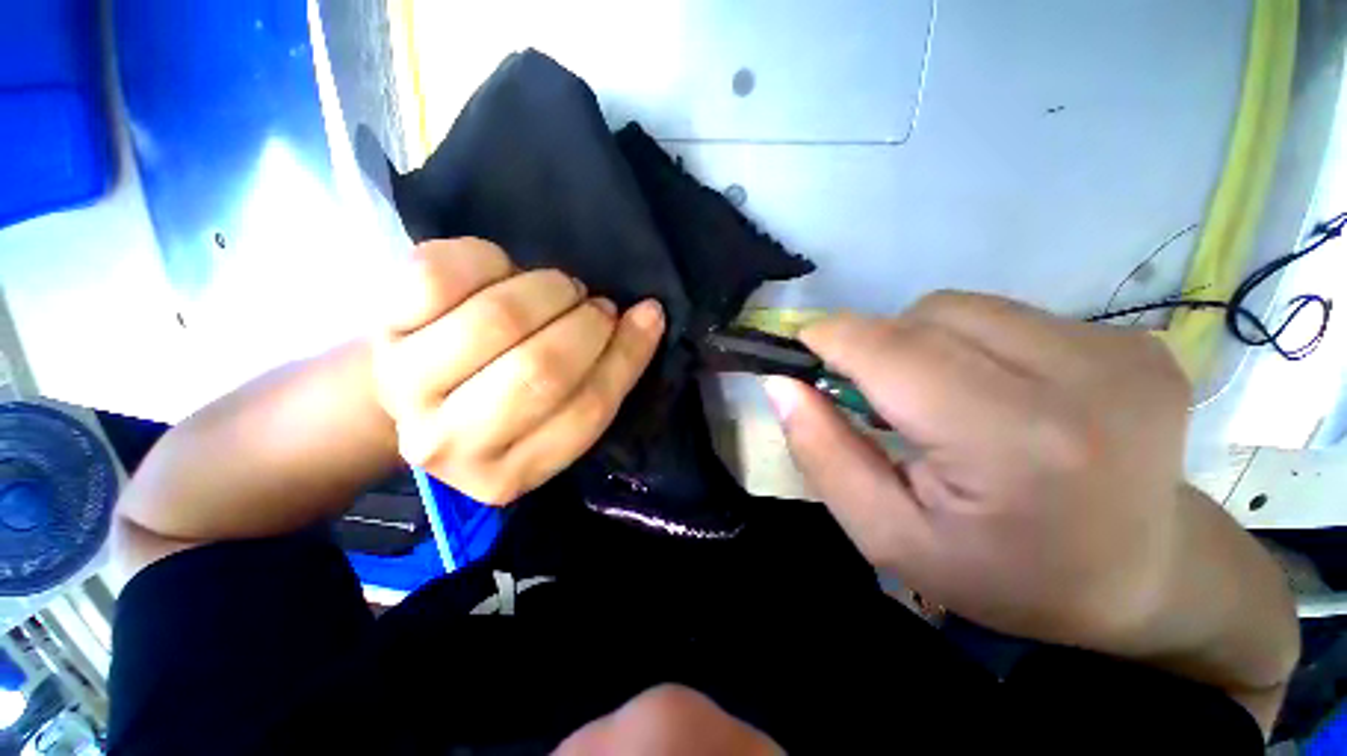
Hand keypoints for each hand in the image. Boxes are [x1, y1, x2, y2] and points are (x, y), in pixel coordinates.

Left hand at [374, 238, 664, 503]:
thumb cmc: (503, 407)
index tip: (647, 317)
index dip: (625, 356)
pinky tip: (506, 269)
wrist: (417, 392)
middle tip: (597, 307)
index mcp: (507, 474)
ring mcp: (407, 383)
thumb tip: (646, 318)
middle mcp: (449, 442)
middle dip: (585, 325)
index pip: (585, 413)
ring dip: (548, 290)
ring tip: (561, 289)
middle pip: (539, 371)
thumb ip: (603, 376)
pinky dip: (489, 258)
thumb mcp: (556, 416)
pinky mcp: (382, 325)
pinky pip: (441, 275)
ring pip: (497, 319)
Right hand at [765, 293, 1292, 669]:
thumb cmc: (1006, 575)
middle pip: (923, 317)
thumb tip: (782, 384)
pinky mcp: (1135, 340)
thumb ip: (823, 454)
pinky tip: (993, 392)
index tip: (802, 354)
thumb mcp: (889, 537)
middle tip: (878, 403)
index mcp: (1015, 443)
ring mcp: (1121, 349)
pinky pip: (1006, 315)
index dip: (831, 339)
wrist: (1144, 579)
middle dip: (876, 349)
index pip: (892, 350)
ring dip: (923, 344)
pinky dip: (971, 344)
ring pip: (961, 307)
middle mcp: (1082, 377)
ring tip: (938, 399)